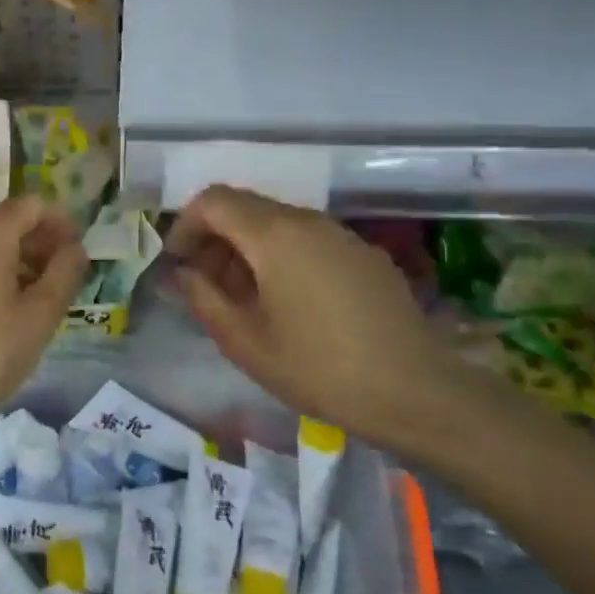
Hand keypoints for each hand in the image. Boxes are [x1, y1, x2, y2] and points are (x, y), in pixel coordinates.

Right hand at [168, 186, 477, 456]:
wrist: (417, 392)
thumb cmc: (319, 369)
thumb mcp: (245, 342)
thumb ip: (203, 298)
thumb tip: (184, 273)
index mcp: (274, 235)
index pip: (213, 201)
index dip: (185, 225)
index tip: (178, 263)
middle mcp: (308, 221)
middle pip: (245, 208)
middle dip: (214, 238)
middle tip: (204, 284)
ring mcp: (341, 235)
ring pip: (277, 223)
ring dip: (247, 249)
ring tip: (243, 299)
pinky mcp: (364, 254)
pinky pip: (308, 240)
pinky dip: (281, 256)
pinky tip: (288, 303)